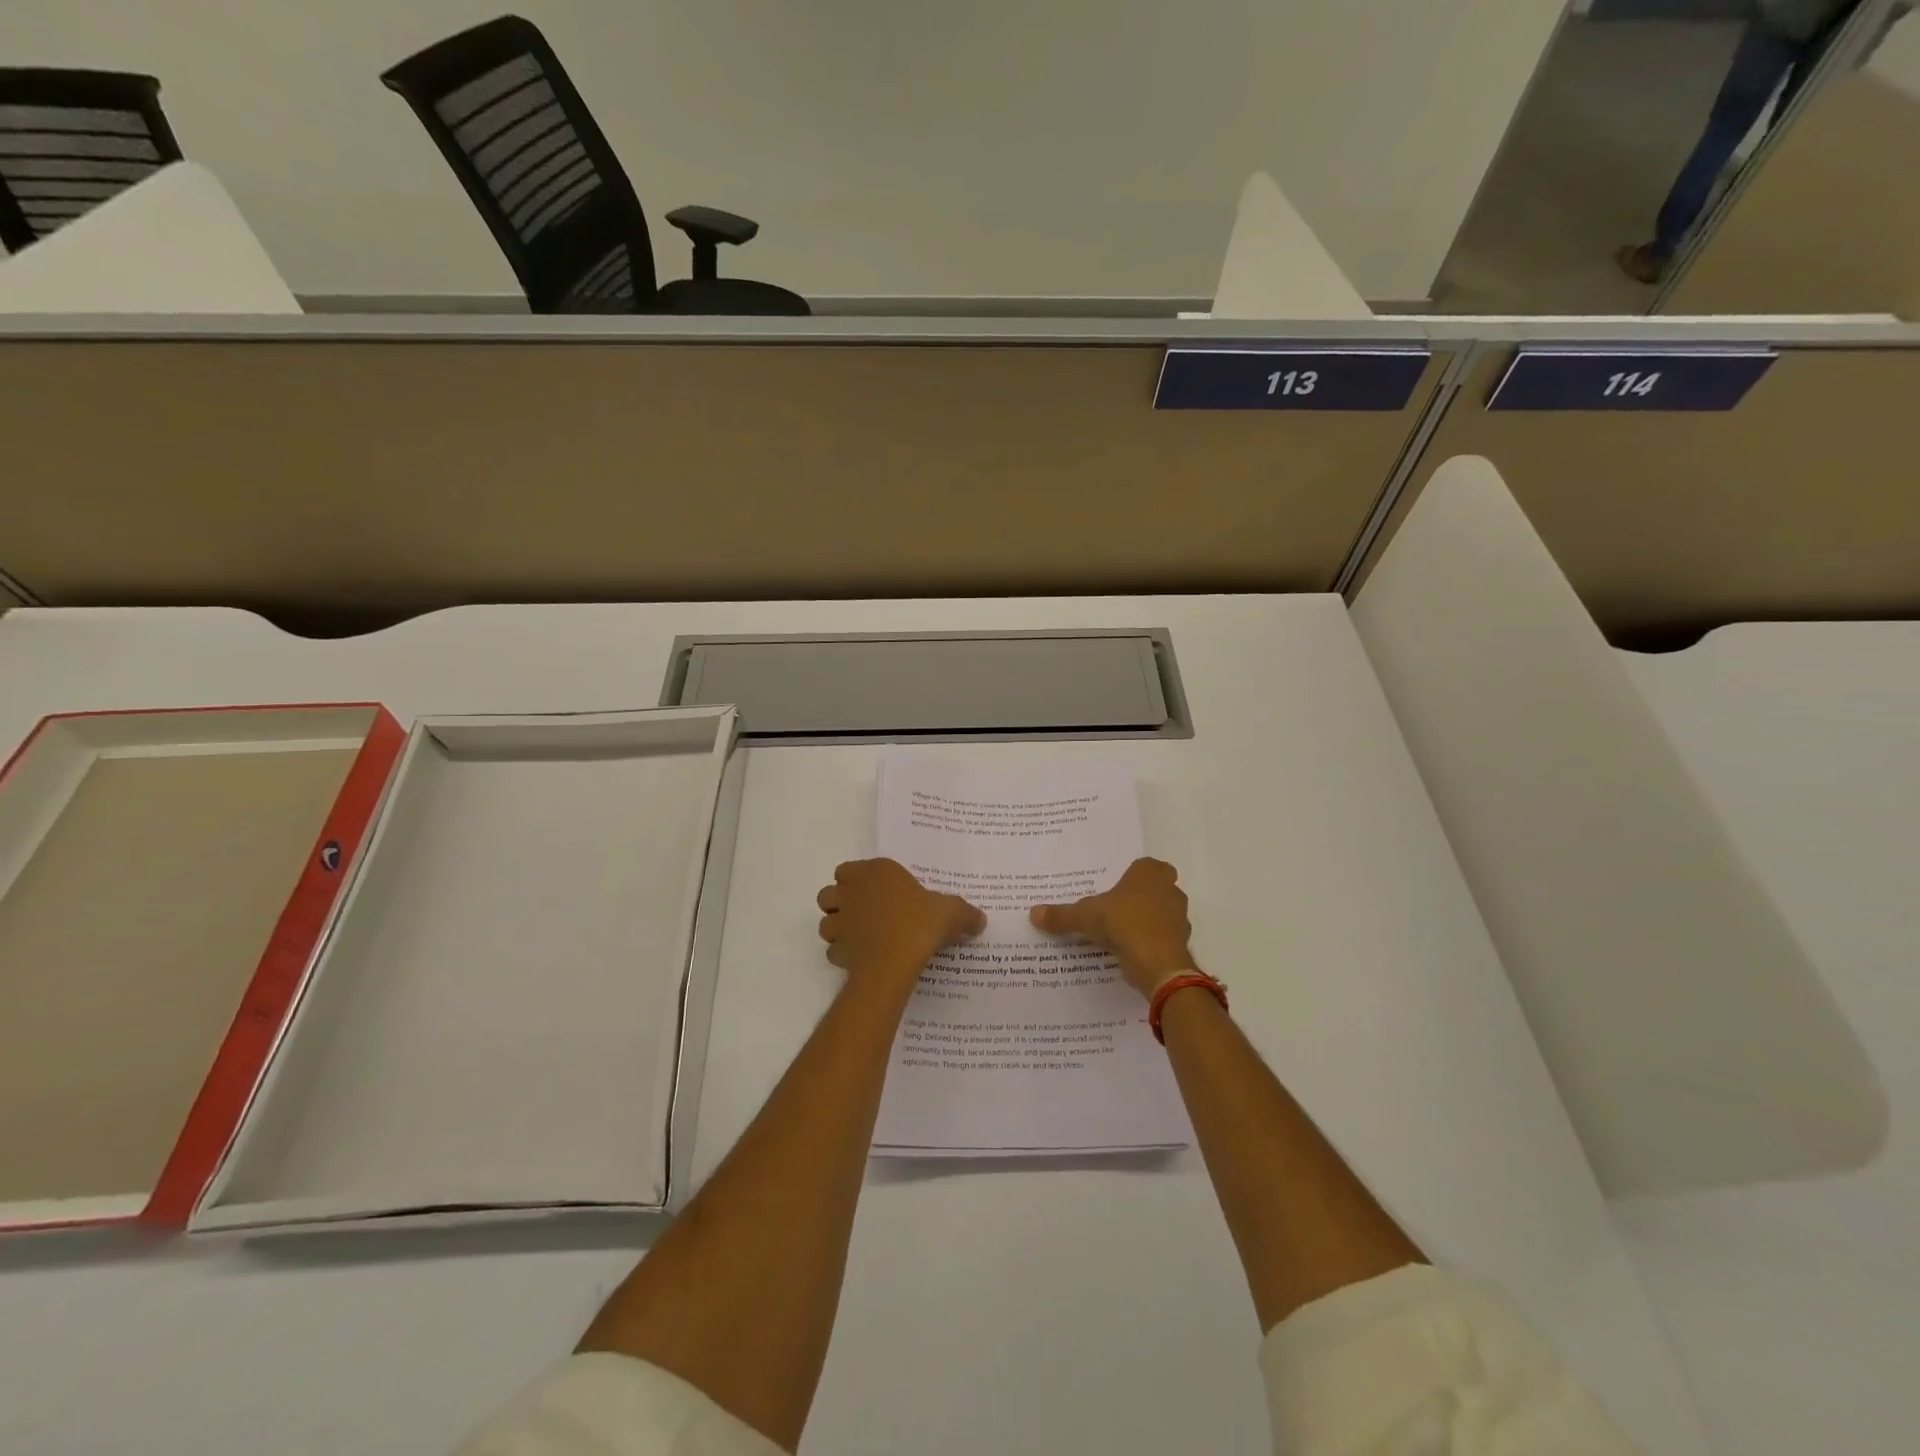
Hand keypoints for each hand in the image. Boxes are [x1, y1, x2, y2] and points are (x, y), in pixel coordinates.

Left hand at [816, 859, 984, 987]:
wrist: (895, 961)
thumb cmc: (920, 924)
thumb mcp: (952, 913)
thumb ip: (966, 914)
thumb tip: (980, 920)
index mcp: (876, 872)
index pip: (849, 869)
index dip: (859, 880)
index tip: (878, 892)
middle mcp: (852, 892)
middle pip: (829, 893)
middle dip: (840, 902)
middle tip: (863, 913)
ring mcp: (840, 922)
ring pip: (826, 922)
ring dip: (837, 928)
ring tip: (859, 937)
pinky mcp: (837, 950)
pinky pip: (834, 950)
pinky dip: (843, 954)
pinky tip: (861, 959)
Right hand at [1029, 857, 1195, 997]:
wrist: (1158, 962)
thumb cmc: (1124, 923)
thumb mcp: (1085, 916)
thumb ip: (1061, 915)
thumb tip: (1033, 913)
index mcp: (1149, 872)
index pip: (1143, 865)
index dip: (1130, 876)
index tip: (1113, 888)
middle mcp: (1169, 889)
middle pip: (1154, 888)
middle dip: (1138, 897)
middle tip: (1114, 908)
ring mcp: (1179, 916)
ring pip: (1161, 913)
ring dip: (1145, 920)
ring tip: (1119, 932)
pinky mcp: (1181, 942)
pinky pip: (1162, 936)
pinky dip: (1149, 942)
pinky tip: (1130, 951)